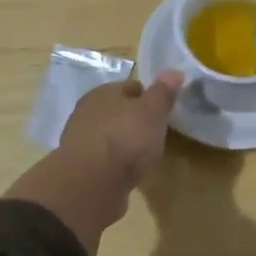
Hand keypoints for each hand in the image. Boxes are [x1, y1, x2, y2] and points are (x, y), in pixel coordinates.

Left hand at [57, 71, 183, 190]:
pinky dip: (116, 163)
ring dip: (125, 142)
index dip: (148, 96)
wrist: (91, 184)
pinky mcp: (81, 169)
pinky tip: (129, 172)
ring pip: (110, 135)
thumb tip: (173, 70)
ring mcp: (81, 142)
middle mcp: (87, 113)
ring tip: (145, 154)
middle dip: (135, 120)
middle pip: (118, 111)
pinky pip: (105, 160)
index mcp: (103, 93)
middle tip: (156, 131)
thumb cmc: (126, 138)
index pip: (130, 87)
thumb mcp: (153, 111)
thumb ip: (163, 92)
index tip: (163, 109)